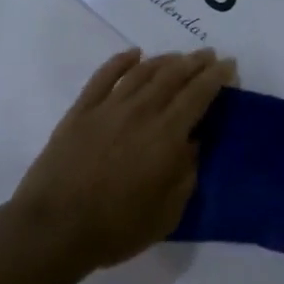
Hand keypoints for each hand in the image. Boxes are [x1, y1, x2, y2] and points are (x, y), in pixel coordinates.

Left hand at [6, 48, 234, 275]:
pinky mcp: (80, 111)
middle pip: (172, 76)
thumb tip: (193, 143)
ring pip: (142, 72)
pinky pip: (104, 76)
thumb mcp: (167, 213)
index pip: (198, 95)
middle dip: (195, 63)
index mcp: (166, 136)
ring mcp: (108, 108)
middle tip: (209, 55)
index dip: (216, 77)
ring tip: (178, 56)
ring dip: (164, 60)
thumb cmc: (116, 228)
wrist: (54, 228)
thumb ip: (186, 175)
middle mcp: (140, 112)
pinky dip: (121, 61)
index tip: (229, 65)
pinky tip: (133, 54)